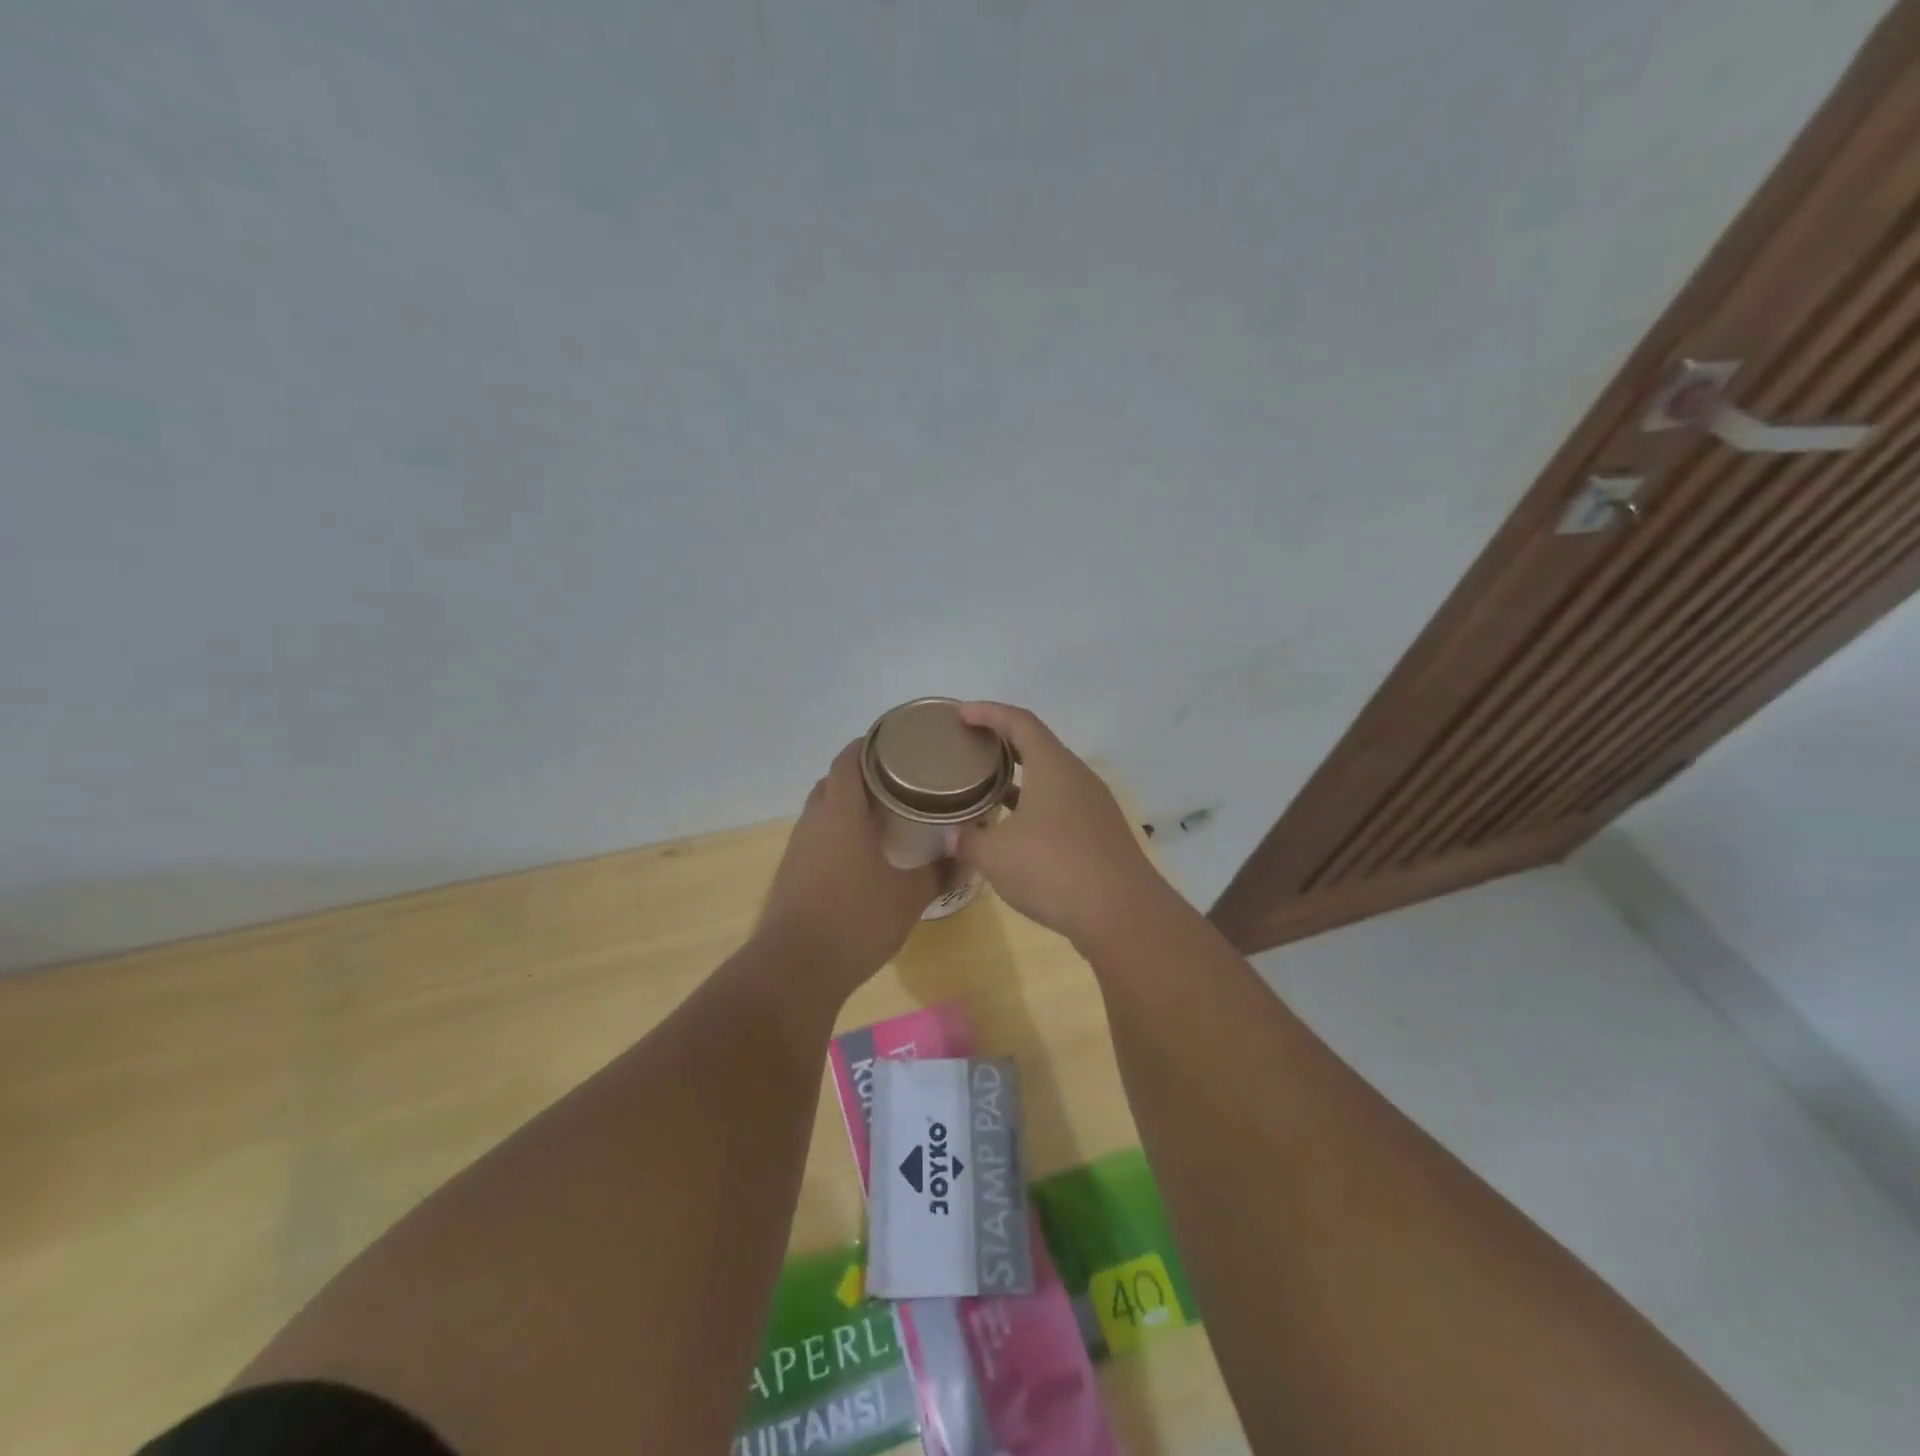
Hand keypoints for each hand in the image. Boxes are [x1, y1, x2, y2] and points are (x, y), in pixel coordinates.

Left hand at [756, 740, 938, 992]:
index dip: (869, 745)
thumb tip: (969, 859)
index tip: (896, 743)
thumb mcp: (910, 897)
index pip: (849, 760)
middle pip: (833, 782)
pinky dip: (837, 834)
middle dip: (861, 775)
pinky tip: (861, 856)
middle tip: (898, 782)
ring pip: (823, 811)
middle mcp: (814, 821)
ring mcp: (798, 848)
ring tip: (884, 816)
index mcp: (841, 813)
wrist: (796, 968)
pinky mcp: (791, 873)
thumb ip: (940, 873)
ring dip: (847, 806)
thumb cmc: (856, 919)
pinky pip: (817, 838)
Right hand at [951, 702, 1169, 948]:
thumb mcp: (996, 855)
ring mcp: (1094, 807)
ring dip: (1019, 779)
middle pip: (1038, 746)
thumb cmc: (1053, 869)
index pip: (1019, 721)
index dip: (988, 712)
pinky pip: (1061, 806)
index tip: (961, 714)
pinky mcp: (1100, 835)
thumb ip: (968, 840)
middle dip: (1003, 743)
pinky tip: (1015, 832)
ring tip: (987, 789)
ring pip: (1051, 779)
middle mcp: (1078, 778)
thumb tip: (952, 837)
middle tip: (971, 749)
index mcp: (1053, 766)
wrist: (1122, 915)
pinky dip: (1034, 807)